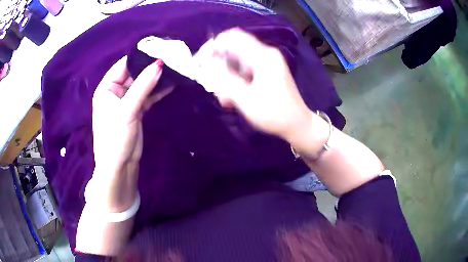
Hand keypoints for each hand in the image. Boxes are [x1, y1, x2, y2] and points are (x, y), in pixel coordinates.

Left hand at [89, 57, 169, 211]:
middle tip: (171, 59)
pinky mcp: (136, 111)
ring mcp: (126, 102)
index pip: (123, 66)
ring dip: (156, 80)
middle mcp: (115, 93)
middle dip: (150, 68)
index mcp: (106, 88)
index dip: (140, 58)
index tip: (159, 50)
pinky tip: (170, 85)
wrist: (120, 166)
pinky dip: (157, 91)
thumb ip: (143, 86)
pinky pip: (147, 96)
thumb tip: (160, 64)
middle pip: (134, 74)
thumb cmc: (115, 137)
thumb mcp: (127, 109)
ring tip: (174, 70)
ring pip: (142, 85)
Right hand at [194, 28, 312, 140]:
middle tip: (211, 85)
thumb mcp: (246, 99)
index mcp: (263, 56)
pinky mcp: (266, 70)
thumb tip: (207, 64)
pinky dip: (234, 80)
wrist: (297, 124)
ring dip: (225, 76)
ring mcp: (267, 62)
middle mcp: (265, 54)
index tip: (199, 63)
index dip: (211, 47)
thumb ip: (224, 79)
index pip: (231, 39)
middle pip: (232, 49)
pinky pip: (244, 69)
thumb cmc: (274, 114)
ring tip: (225, 99)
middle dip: (217, 65)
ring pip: (236, 60)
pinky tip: (232, 98)